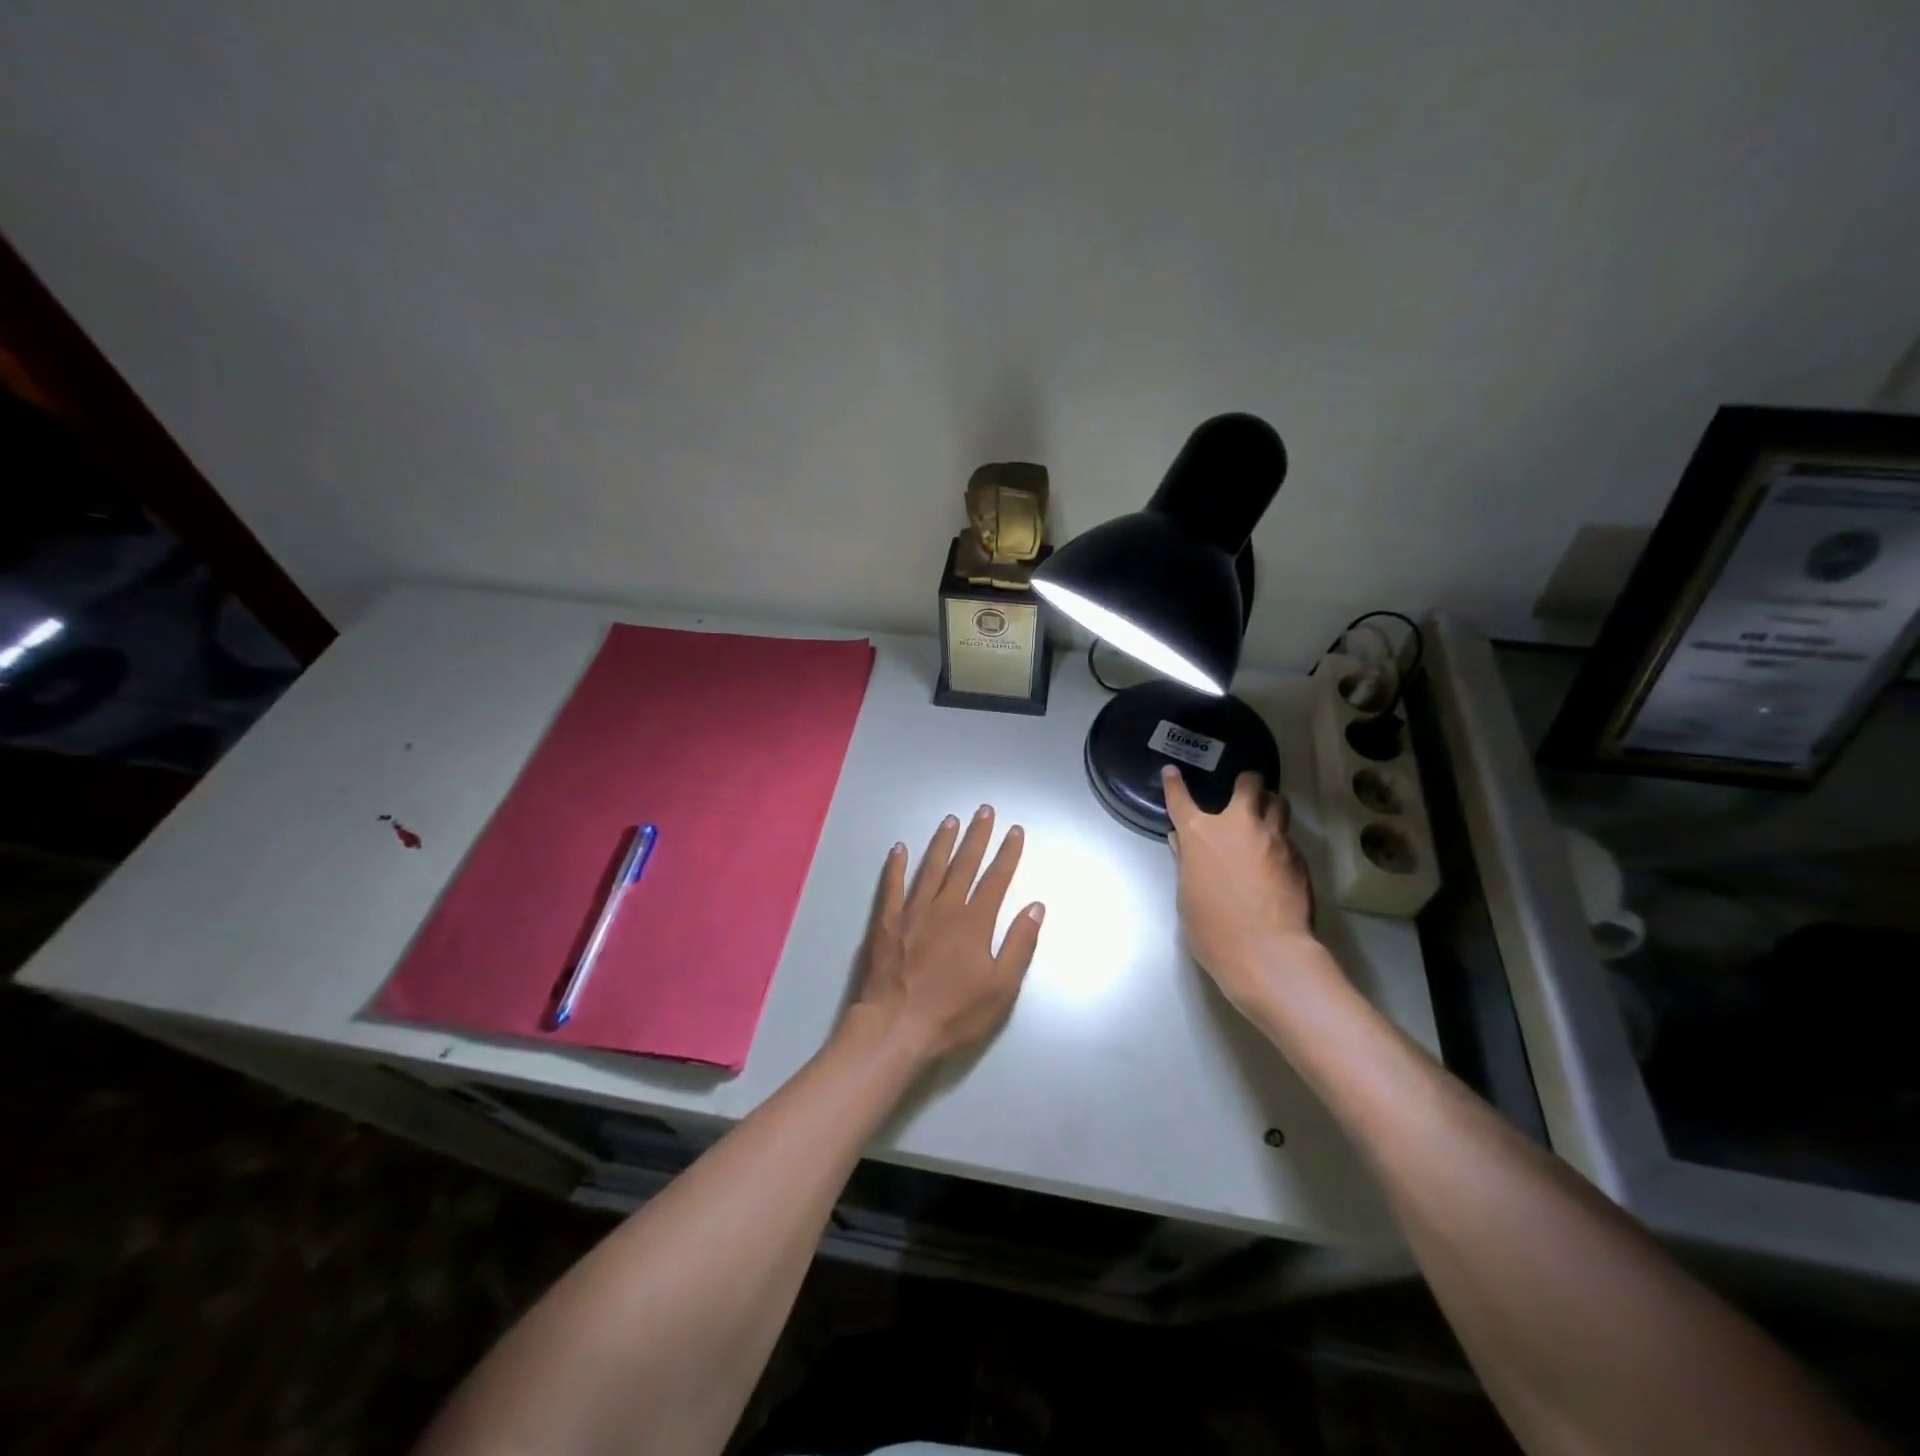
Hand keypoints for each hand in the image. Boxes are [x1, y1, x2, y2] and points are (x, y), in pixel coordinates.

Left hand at [850, 805, 1045, 1060]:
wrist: (896, 1027)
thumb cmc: (954, 1013)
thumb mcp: (1000, 988)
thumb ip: (1019, 944)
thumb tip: (1036, 907)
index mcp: (974, 921)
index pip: (996, 879)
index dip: (1007, 853)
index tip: (1015, 831)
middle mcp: (944, 907)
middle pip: (964, 864)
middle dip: (977, 836)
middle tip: (984, 810)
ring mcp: (912, 912)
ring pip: (930, 868)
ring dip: (942, 842)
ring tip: (951, 820)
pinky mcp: (887, 922)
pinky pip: (892, 886)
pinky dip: (895, 866)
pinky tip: (898, 848)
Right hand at [1162, 765, 1315, 1014]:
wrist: (1267, 952)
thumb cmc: (1213, 930)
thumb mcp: (1187, 897)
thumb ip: (1186, 864)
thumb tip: (1183, 844)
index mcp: (1200, 835)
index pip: (1180, 800)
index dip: (1174, 784)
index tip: (1171, 771)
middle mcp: (1238, 826)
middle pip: (1248, 785)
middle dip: (1247, 783)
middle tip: (1247, 789)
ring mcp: (1273, 838)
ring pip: (1278, 803)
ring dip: (1270, 805)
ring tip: (1268, 816)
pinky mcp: (1298, 857)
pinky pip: (1289, 838)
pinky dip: (1281, 841)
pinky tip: (1279, 860)